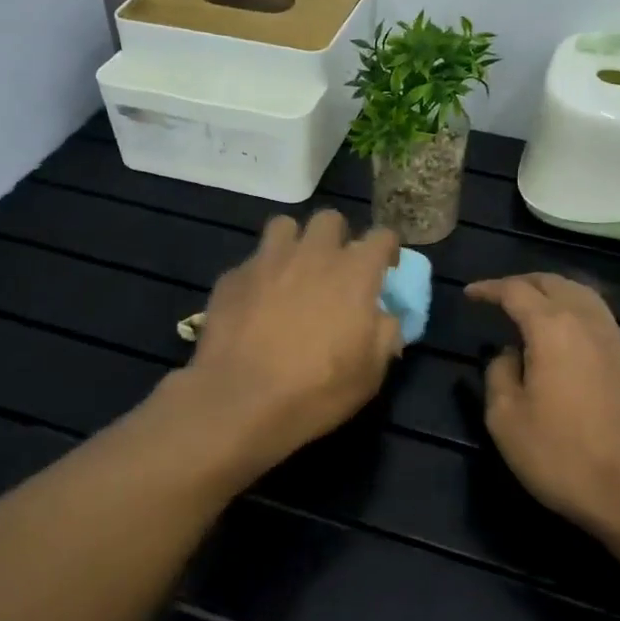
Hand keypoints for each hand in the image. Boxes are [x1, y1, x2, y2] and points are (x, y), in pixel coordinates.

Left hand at [181, 210, 401, 464]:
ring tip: (292, 272)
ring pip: (284, 227)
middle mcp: (312, 254)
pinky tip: (254, 304)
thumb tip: (384, 317)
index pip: (381, 236)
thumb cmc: (317, 389)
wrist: (240, 400)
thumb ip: (385, 334)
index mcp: (354, 273)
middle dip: (337, 238)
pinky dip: (259, 276)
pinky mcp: (232, 277)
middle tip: (334, 269)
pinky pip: (251, 262)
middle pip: (329, 220)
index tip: (385, 269)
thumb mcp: (370, 373)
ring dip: (294, 244)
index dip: (387, 249)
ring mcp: (267, 261)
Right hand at [467, 272, 619, 541]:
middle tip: (499, 295)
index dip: (489, 289)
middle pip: (555, 284)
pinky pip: (601, 320)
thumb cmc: (561, 456)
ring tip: (533, 308)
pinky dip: (576, 314)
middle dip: (523, 283)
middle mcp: (590, 323)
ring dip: (554, 294)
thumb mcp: (506, 419)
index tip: (470, 294)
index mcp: (553, 329)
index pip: (516, 291)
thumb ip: (499, 374)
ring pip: (584, 297)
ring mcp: (619, 341)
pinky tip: (567, 338)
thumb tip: (508, 355)